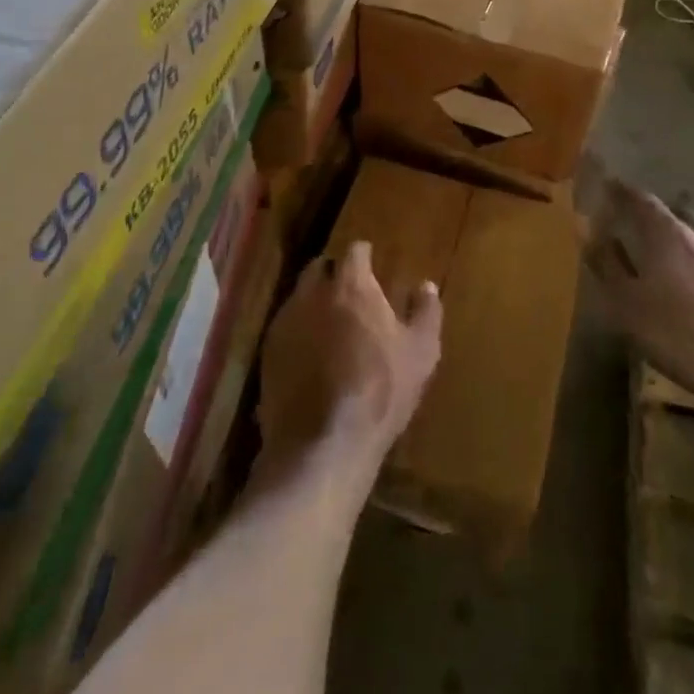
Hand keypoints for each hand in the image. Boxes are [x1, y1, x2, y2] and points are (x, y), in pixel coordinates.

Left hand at [257, 242, 441, 471]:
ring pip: (300, 297)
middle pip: (321, 268)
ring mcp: (285, 322)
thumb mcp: (421, 352)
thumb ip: (426, 312)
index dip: (364, 255)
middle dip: (335, 274)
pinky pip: (286, 329)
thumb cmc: (381, 390)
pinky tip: (311, 356)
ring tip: (330, 326)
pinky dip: (299, 333)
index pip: (355, 250)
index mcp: (351, 285)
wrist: (323, 443)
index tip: (372, 265)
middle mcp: (313, 293)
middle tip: (351, 294)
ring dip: (314, 303)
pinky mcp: (267, 353)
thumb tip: (426, 285)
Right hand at [580, 159, 693, 401]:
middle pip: (678, 210)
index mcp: (667, 233)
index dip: (623, 191)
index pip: (641, 199)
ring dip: (689, 233)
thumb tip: (588, 232)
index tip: (611, 186)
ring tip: (679, 250)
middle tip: (645, 223)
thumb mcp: (627, 304)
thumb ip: (607, 265)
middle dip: (660, 211)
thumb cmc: (677, 334)